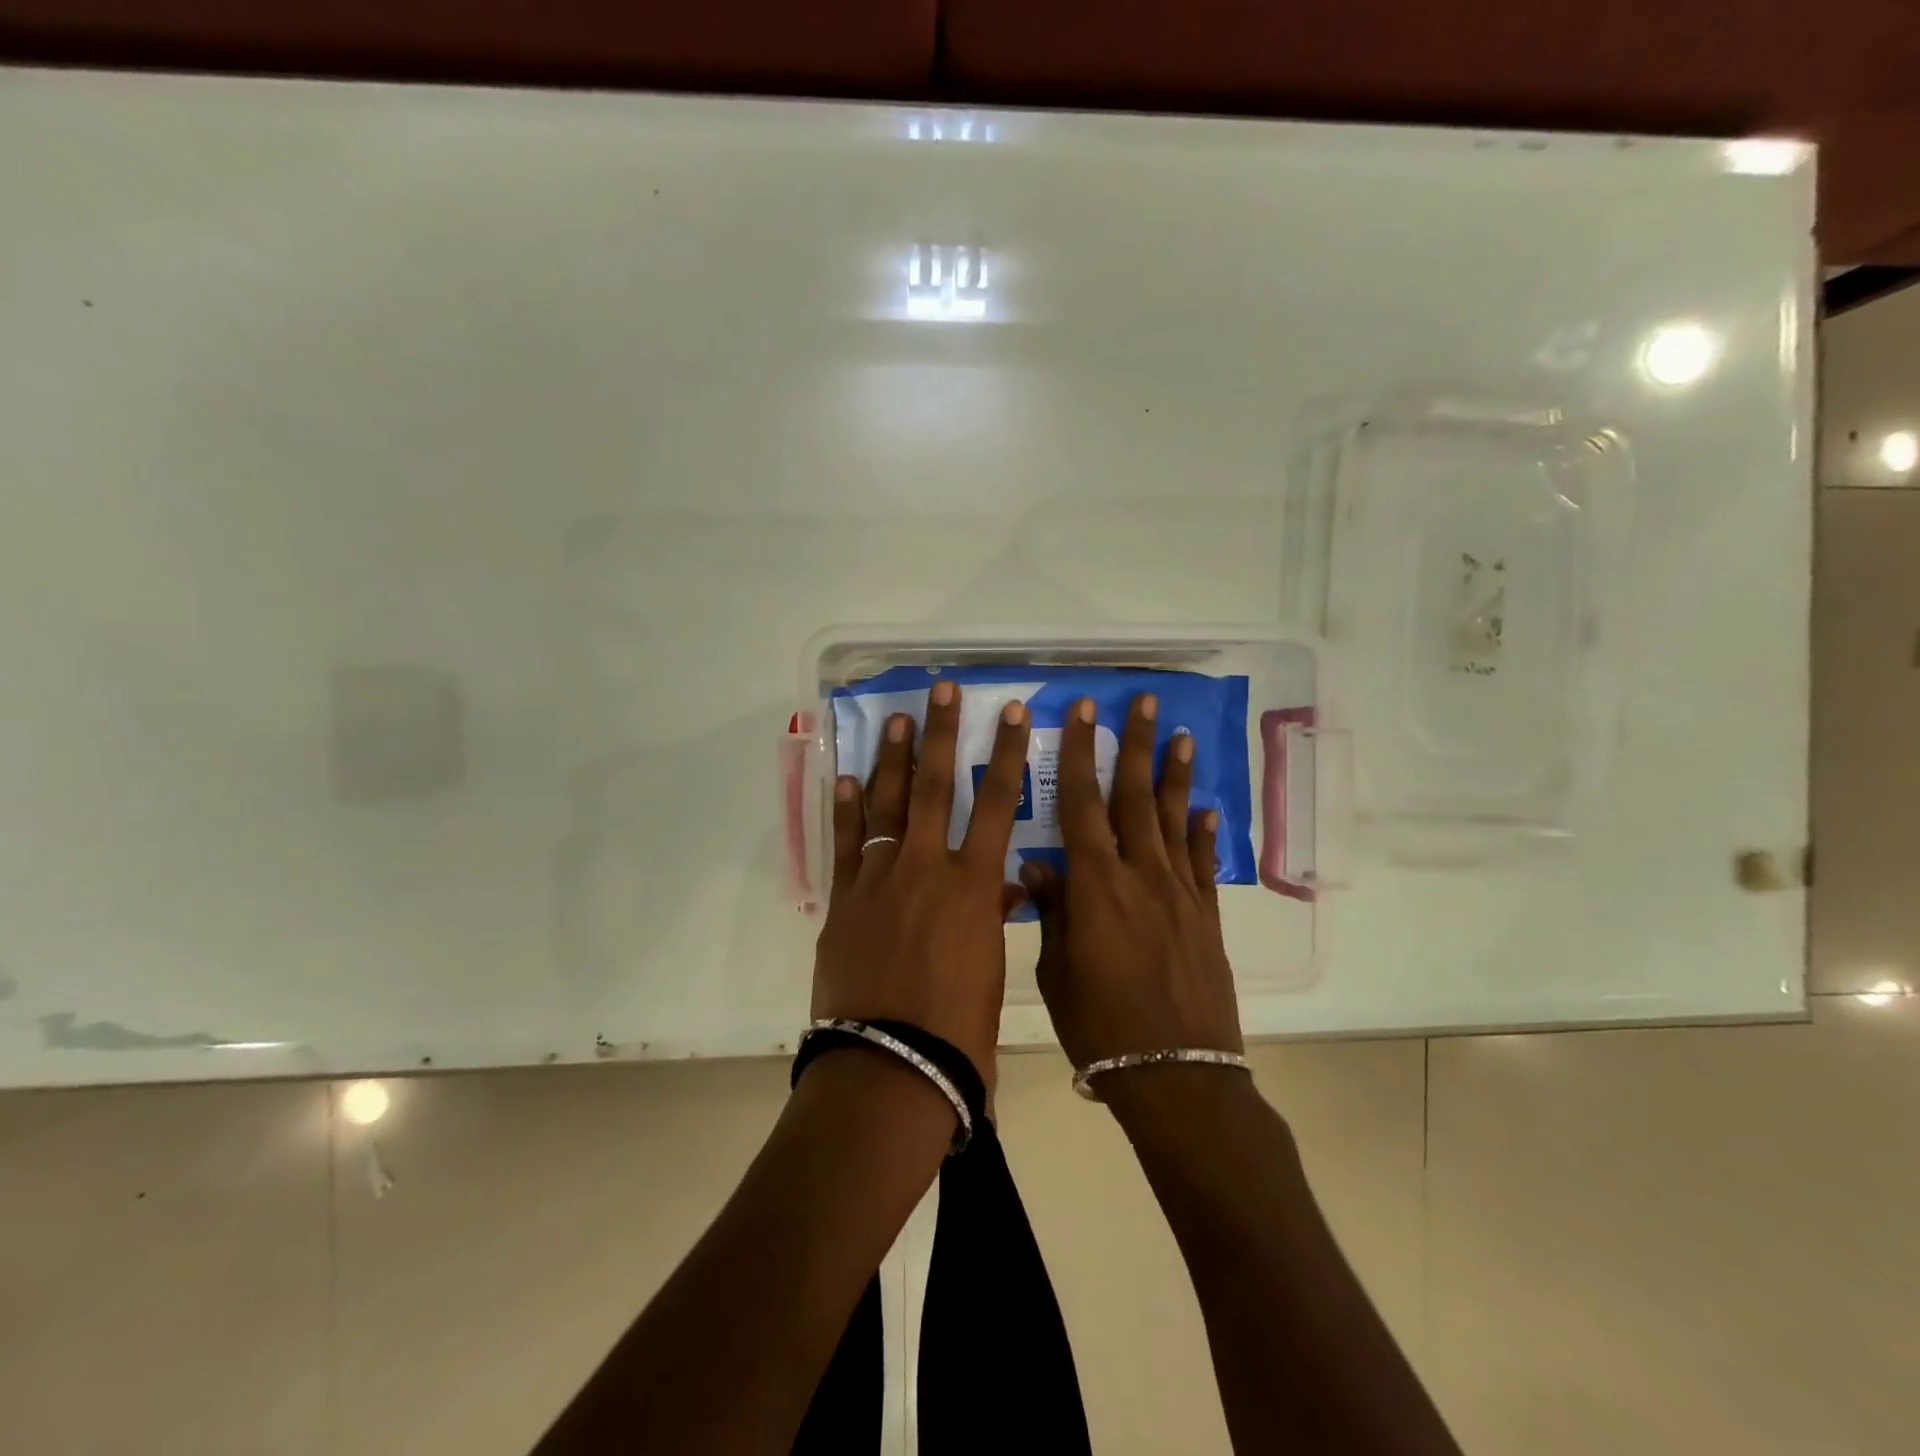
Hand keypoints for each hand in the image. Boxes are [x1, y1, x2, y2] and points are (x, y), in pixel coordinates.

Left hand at [810, 680, 1031, 1088]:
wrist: (892, 1067)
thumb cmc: (959, 1030)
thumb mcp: (990, 970)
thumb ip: (992, 919)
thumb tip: (1004, 889)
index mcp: (973, 885)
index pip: (996, 804)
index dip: (1004, 754)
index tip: (1009, 713)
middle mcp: (926, 868)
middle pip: (935, 787)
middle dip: (941, 733)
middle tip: (941, 690)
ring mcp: (879, 880)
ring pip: (886, 805)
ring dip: (892, 758)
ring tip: (895, 718)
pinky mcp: (844, 901)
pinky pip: (846, 844)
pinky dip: (846, 809)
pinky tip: (845, 777)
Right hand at [1022, 693, 1243, 1069]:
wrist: (1176, 1076)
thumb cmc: (1100, 1027)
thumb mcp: (1058, 970)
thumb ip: (1053, 910)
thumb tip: (1038, 865)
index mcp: (1096, 885)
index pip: (1081, 803)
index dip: (1078, 753)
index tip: (1082, 712)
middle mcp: (1141, 875)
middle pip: (1136, 797)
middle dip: (1135, 745)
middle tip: (1143, 701)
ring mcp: (1180, 893)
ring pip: (1176, 820)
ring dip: (1177, 775)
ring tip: (1182, 735)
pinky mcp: (1207, 916)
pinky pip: (1204, 864)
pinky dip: (1205, 833)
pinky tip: (1207, 810)